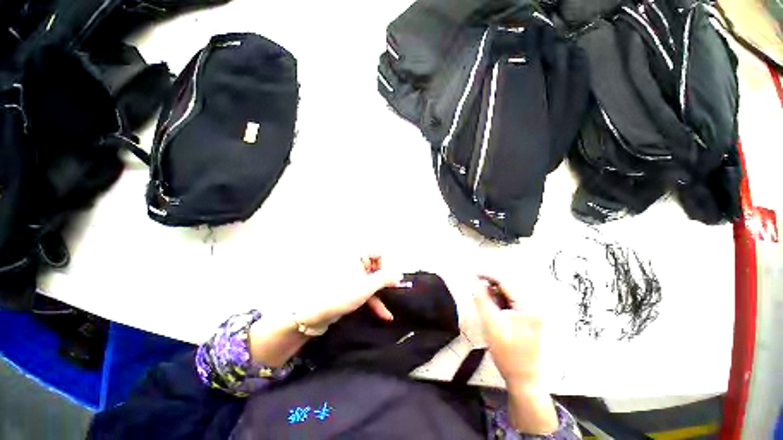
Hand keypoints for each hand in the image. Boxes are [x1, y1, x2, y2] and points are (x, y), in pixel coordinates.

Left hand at [296, 255, 401, 328]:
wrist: (314, 314)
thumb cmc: (342, 294)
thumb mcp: (367, 286)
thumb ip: (385, 278)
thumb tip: (399, 273)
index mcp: (357, 256)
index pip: (379, 253)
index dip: (388, 265)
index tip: (395, 278)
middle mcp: (355, 263)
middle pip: (377, 268)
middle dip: (387, 280)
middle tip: (396, 290)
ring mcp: (352, 276)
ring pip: (372, 281)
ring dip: (382, 293)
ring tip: (393, 304)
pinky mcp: (350, 288)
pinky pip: (365, 290)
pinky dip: (374, 300)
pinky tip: (384, 314)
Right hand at [473, 275, 557, 433]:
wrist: (523, 380)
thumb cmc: (508, 354)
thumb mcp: (491, 325)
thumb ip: (483, 301)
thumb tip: (475, 283)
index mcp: (528, 307)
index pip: (506, 283)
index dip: (488, 276)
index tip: (473, 274)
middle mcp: (533, 307)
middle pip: (508, 288)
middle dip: (491, 286)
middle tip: (476, 289)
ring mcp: (532, 314)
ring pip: (509, 296)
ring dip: (494, 295)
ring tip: (483, 301)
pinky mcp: (528, 321)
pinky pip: (511, 305)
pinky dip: (499, 303)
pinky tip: (492, 309)